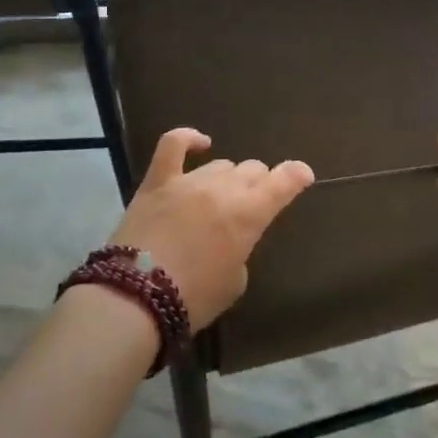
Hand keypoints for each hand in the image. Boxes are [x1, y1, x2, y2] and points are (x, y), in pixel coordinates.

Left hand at [109, 129, 313, 330]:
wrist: (135, 299)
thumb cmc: (193, 298)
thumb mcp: (234, 281)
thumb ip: (240, 250)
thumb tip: (229, 237)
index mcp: (250, 214)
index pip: (285, 181)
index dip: (297, 175)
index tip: (303, 176)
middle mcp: (225, 189)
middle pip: (253, 170)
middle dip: (259, 184)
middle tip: (250, 206)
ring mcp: (190, 181)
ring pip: (222, 164)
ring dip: (228, 179)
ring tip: (219, 199)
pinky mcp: (158, 182)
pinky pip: (173, 145)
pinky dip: (188, 138)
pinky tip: (199, 143)